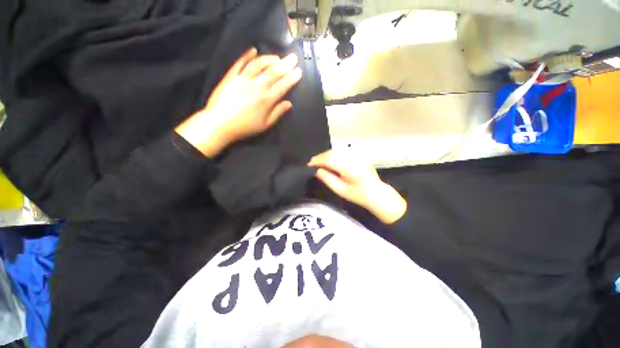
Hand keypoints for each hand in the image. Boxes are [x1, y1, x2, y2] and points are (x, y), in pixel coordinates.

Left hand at [176, 48, 302, 156]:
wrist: (219, 123)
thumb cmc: (245, 127)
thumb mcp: (265, 125)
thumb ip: (277, 113)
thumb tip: (289, 103)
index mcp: (266, 100)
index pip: (282, 86)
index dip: (291, 78)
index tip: (298, 71)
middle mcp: (256, 86)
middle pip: (273, 73)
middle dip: (285, 65)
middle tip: (293, 57)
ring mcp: (242, 79)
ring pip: (258, 65)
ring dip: (269, 59)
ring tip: (277, 57)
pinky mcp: (230, 76)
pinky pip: (239, 63)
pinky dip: (247, 55)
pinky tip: (253, 50)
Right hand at [308, 150, 406, 223]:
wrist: (377, 193)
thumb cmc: (359, 195)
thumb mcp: (341, 190)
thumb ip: (328, 179)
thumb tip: (316, 170)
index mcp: (349, 168)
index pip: (329, 159)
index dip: (317, 161)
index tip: (308, 165)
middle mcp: (353, 158)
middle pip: (332, 153)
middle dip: (320, 157)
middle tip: (312, 164)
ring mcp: (357, 155)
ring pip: (337, 151)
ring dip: (326, 155)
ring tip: (319, 163)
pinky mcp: (359, 155)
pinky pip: (342, 152)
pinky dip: (334, 155)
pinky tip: (330, 161)